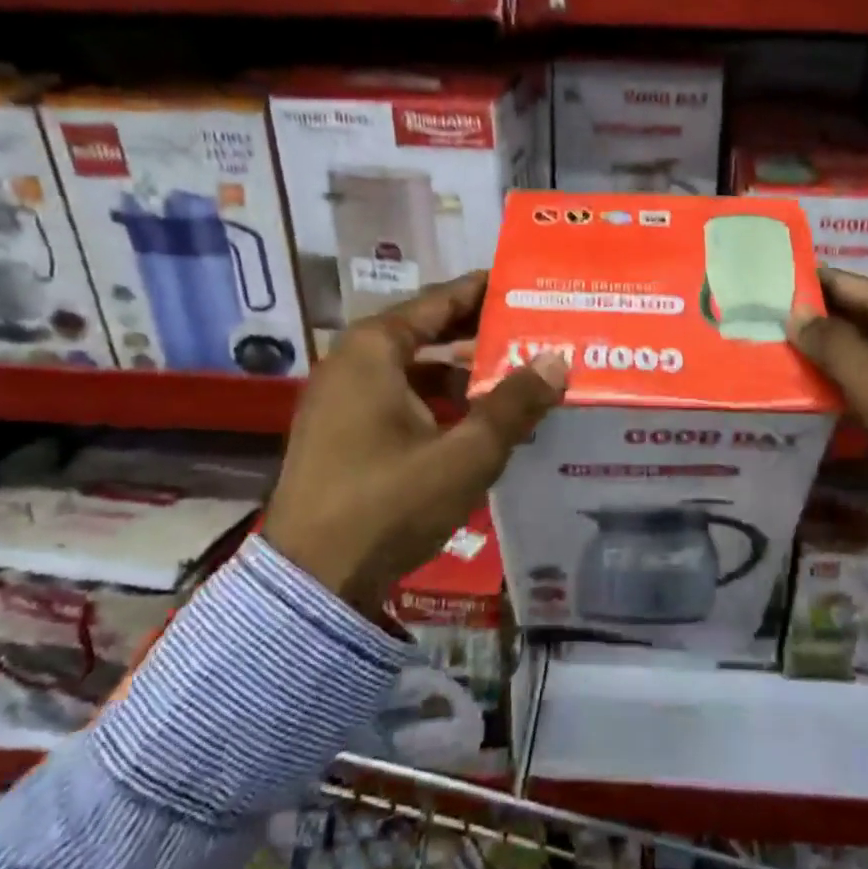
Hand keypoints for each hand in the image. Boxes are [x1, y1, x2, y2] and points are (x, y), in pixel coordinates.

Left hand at [261, 272, 568, 614]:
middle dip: (480, 334)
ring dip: (462, 372)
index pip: (440, 300)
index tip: (526, 285)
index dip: (485, 291)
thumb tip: (556, 361)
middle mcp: (351, 362)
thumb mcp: (464, 455)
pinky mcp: (340, 433)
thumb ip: (513, 405)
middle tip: (533, 332)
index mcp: (373, 350)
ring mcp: (340, 399)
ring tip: (515, 377)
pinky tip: (477, 420)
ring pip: (414, 369)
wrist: (310, 583)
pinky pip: (399, 398)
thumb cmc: (388, 504)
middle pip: (428, 332)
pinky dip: (437, 400)